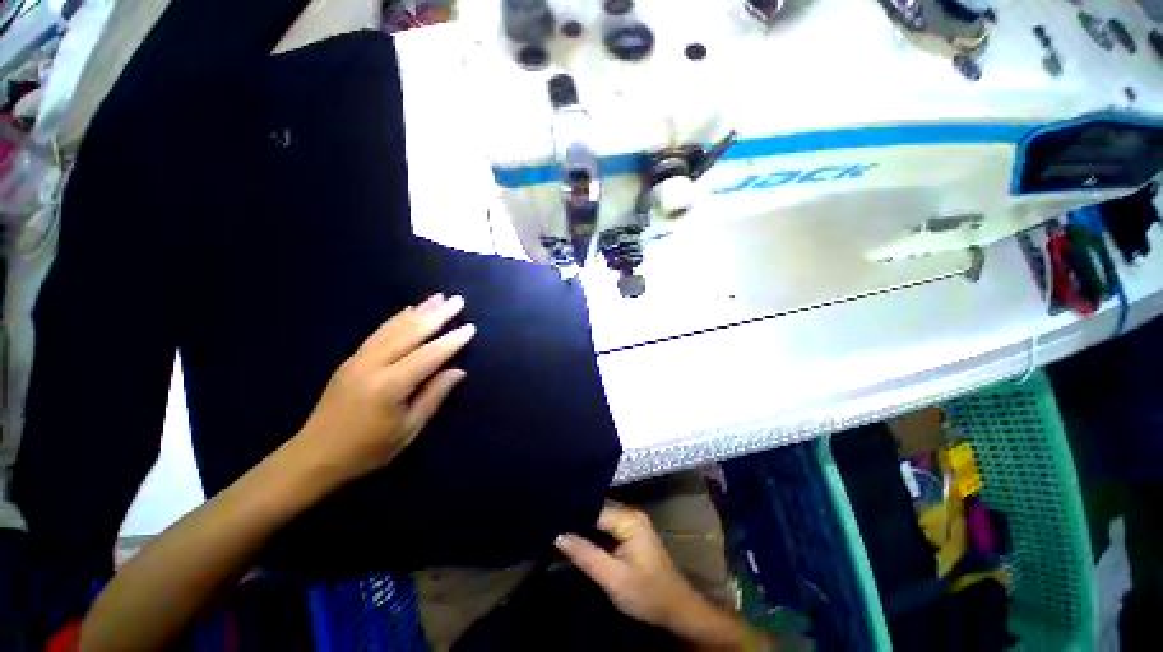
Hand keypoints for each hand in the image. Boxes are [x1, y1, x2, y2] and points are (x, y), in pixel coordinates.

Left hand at [294, 294, 474, 485]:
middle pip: (411, 332)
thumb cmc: (368, 449)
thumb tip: (458, 371)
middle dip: (437, 315)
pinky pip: (378, 332)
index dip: (452, 341)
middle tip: (458, 300)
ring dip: (419, 310)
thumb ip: (434, 396)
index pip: (429, 355)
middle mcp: (374, 365)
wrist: (314, 456)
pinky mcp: (351, 359)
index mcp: (391, 385)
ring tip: (439, 297)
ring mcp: (359, 359)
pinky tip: (408, 309)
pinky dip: (396, 318)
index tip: (471, 327)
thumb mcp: (408, 429)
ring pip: (394, 327)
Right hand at [555, 504, 704, 628]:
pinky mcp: (631, 534)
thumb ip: (586, 555)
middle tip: (551, 525)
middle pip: (597, 510)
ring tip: (558, 530)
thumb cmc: (647, 594)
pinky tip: (577, 539)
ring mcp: (632, 523)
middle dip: (577, 519)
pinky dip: (593, 534)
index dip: (574, 513)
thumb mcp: (613, 579)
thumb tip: (559, 535)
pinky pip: (606, 527)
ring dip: (583, 527)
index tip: (551, 518)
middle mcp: (631, 514)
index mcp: (629, 519)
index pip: (595, 508)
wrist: (677, 611)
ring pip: (600, 519)